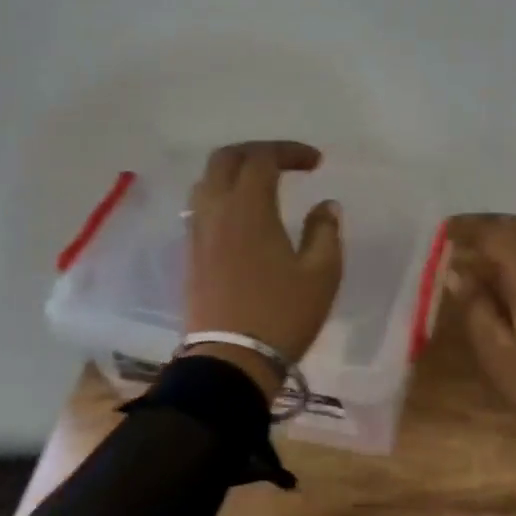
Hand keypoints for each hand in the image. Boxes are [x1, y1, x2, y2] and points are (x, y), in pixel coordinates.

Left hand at [185, 141, 343, 399]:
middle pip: (225, 158)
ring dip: (234, 172)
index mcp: (248, 207)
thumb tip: (325, 205)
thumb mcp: (321, 273)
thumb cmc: (281, 314)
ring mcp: (198, 233)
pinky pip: (201, 207)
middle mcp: (216, 210)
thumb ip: (325, 231)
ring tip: (262, 186)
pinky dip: (222, 196)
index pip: (263, 157)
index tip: (316, 163)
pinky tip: (242, 217)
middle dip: (256, 151)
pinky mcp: (190, 255)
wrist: (229, 363)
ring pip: (207, 181)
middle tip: (284, 163)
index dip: (290, 151)